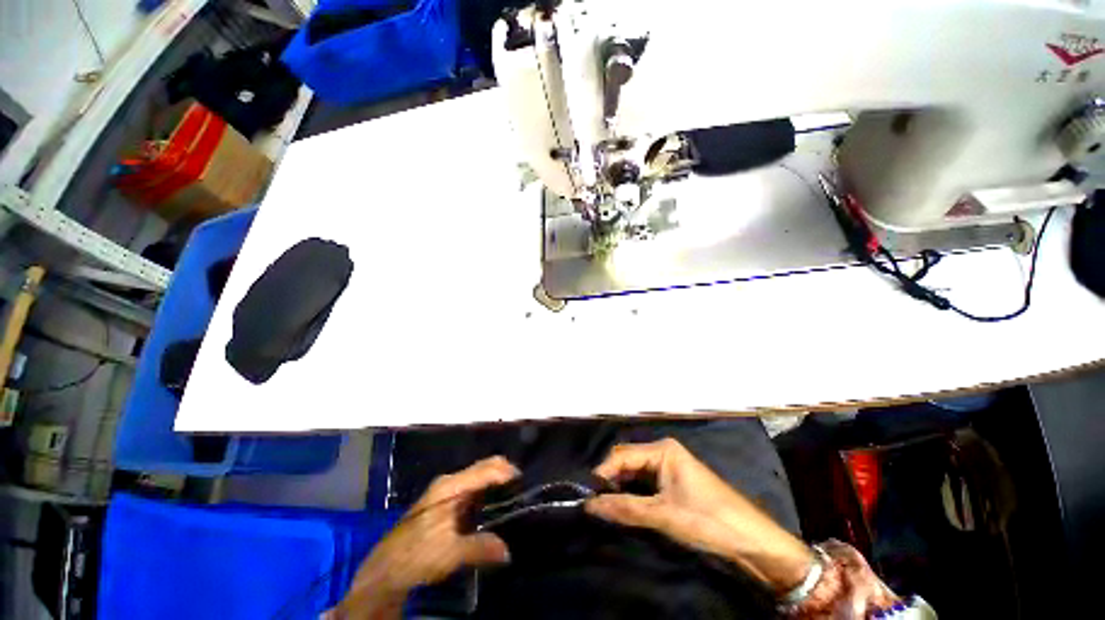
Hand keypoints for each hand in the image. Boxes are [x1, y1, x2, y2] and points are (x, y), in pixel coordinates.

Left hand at [329, 456, 518, 619]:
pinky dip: (486, 492)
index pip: (485, 468)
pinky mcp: (444, 502)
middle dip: (503, 474)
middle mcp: (450, 482)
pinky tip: (493, 507)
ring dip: (495, 483)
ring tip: (512, 497)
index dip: (506, 471)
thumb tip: (508, 551)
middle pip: (483, 467)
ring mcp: (446, 491)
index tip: (524, 481)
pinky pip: (472, 489)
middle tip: (521, 489)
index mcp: (451, 486)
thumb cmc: (416, 555)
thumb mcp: (450, 553)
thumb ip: (481, 547)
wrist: (385, 570)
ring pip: (478, 477)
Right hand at [586, 438, 812, 593]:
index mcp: (662, 450)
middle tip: (596, 503)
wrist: (753, 541)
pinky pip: (645, 484)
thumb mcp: (664, 516)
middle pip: (627, 462)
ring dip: (621, 489)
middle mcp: (663, 452)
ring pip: (635, 474)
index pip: (622, 455)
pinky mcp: (674, 483)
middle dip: (611, 481)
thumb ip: (625, 508)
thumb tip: (589, 506)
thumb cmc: (708, 520)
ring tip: (606, 507)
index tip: (588, 495)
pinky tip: (625, 507)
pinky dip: (634, 495)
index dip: (603, 473)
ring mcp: (669, 467)